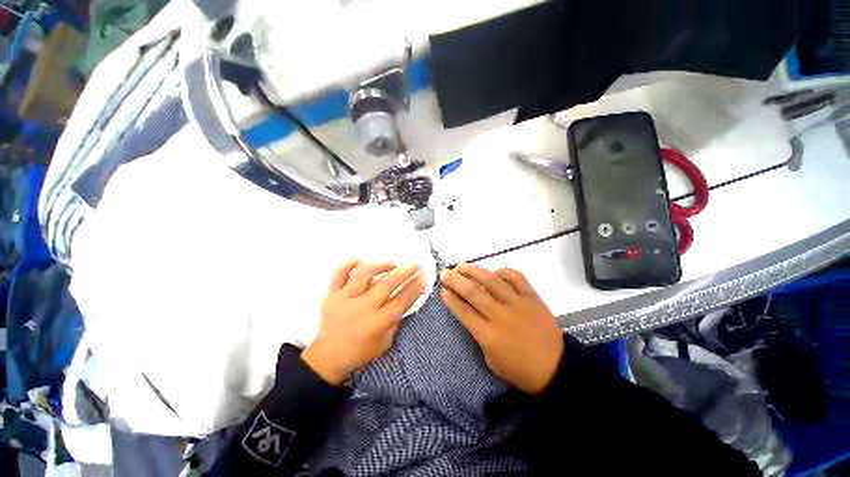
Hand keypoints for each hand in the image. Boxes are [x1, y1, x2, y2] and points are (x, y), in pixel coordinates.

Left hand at [301, 260, 426, 384]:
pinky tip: (362, 261)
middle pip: (387, 284)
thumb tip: (407, 296)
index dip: (415, 287)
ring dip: (382, 265)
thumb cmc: (360, 352)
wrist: (327, 358)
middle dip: (405, 271)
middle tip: (415, 264)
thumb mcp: (385, 342)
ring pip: (364, 273)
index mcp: (376, 324)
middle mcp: (361, 308)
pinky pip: (339, 272)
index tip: (424, 276)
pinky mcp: (330, 294)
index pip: (401, 301)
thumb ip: (396, 319)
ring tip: (392, 264)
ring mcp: (344, 299)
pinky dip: (351, 263)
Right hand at [440, 263, 563, 393]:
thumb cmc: (520, 370)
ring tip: (462, 266)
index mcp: (489, 335)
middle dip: (455, 280)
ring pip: (491, 280)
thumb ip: (479, 336)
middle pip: (473, 292)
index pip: (463, 311)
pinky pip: (516, 278)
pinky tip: (495, 271)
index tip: (441, 289)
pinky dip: (504, 271)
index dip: (450, 298)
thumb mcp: (491, 361)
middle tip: (445, 273)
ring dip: (474, 271)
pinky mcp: (532, 297)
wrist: (557, 368)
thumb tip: (471, 314)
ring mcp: (517, 304)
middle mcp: (500, 315)